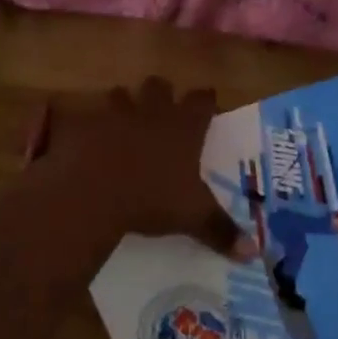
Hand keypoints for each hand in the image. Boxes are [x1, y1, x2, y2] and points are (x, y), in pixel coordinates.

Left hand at [41, 79, 242, 244]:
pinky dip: (86, 123)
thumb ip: (221, 230)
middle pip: (160, 85)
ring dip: (123, 103)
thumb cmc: (152, 199)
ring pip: (121, 93)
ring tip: (122, 120)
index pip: (202, 100)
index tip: (208, 104)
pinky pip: (85, 115)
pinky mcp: (84, 124)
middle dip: (161, 93)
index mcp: (183, 127)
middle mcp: (152, 112)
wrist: (94, 192)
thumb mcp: (192, 217)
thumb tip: (253, 253)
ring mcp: (115, 114)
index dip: (206, 100)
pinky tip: (87, 137)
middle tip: (162, 110)